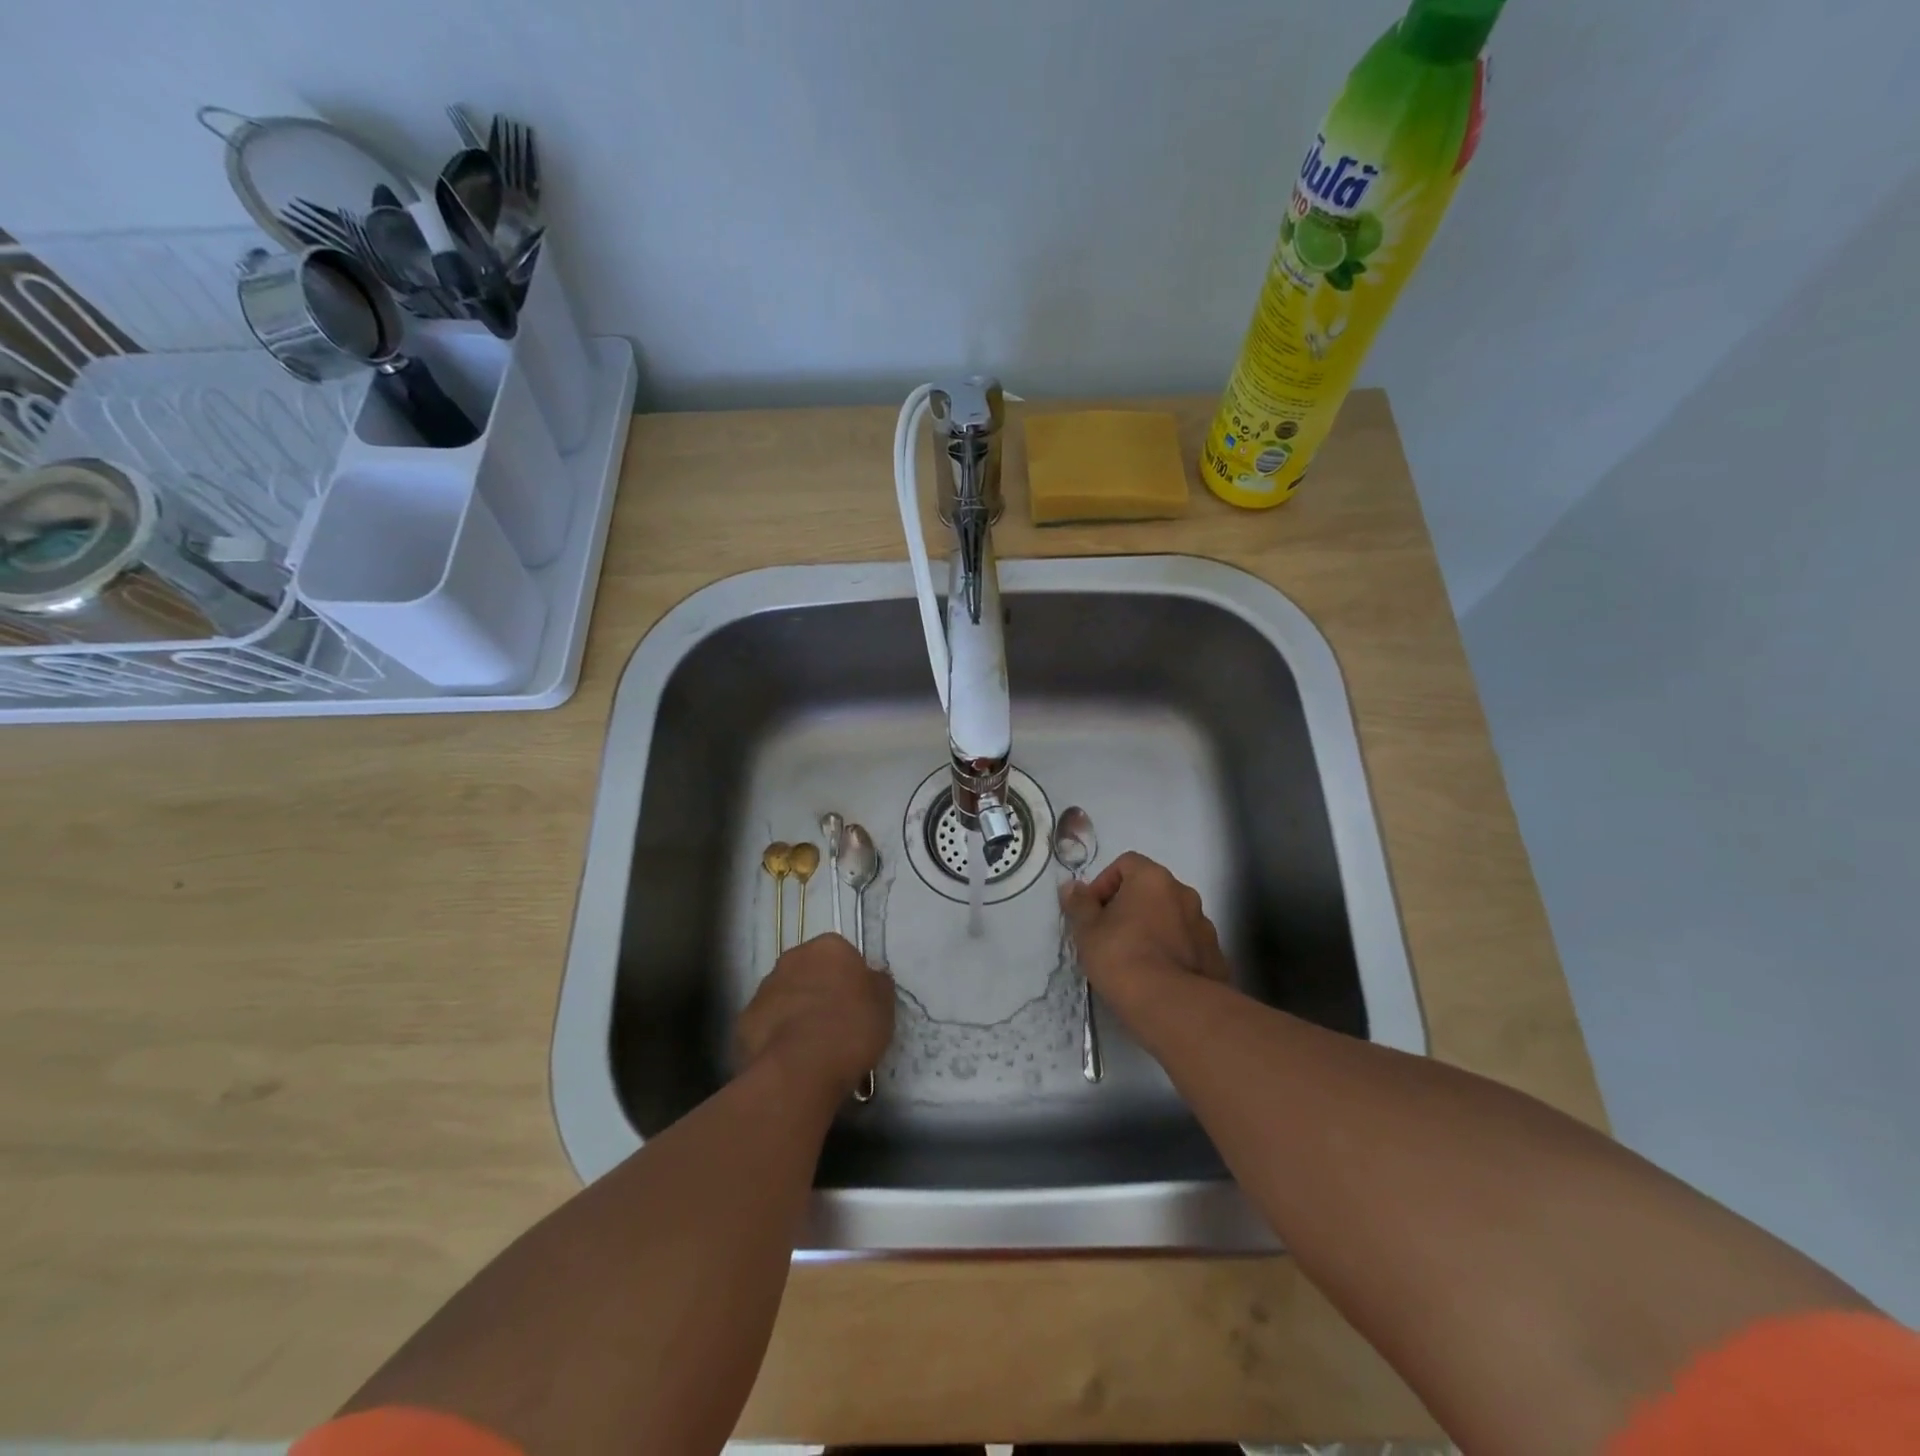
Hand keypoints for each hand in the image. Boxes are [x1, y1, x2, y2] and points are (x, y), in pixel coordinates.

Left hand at [735, 933, 894, 1098]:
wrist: (801, 1067)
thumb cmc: (851, 1027)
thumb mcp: (884, 1004)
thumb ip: (877, 984)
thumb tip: (872, 977)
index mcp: (828, 947)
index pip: (842, 955)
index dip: (850, 980)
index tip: (858, 1005)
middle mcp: (792, 958)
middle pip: (810, 971)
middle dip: (820, 991)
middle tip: (836, 1023)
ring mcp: (764, 988)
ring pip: (786, 996)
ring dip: (796, 1012)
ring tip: (812, 1047)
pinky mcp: (744, 1020)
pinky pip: (767, 1024)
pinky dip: (776, 1036)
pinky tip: (790, 1058)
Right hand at [1061, 852, 1231, 1026]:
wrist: (1172, 1005)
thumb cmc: (1122, 956)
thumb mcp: (1087, 930)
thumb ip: (1079, 904)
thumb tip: (1071, 887)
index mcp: (1153, 879)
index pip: (1126, 863)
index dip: (1105, 883)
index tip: (1094, 911)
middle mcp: (1184, 893)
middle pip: (1151, 890)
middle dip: (1129, 907)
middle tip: (1110, 935)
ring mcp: (1204, 925)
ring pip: (1171, 918)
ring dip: (1153, 929)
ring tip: (1135, 959)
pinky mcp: (1216, 956)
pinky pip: (1187, 944)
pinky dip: (1172, 952)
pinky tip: (1157, 976)